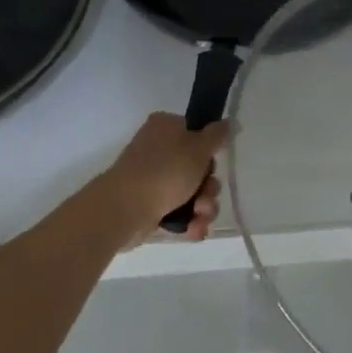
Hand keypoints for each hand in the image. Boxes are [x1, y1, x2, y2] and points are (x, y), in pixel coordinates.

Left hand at [103, 112, 227, 243]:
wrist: (124, 209)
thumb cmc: (165, 170)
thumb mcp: (199, 147)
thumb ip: (217, 135)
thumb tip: (228, 122)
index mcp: (166, 128)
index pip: (196, 133)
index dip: (209, 150)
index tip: (215, 161)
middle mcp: (158, 150)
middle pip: (196, 166)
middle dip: (209, 186)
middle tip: (207, 194)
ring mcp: (152, 180)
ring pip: (190, 192)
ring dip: (203, 206)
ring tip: (200, 215)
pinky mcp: (149, 207)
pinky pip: (178, 212)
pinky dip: (189, 221)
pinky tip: (195, 230)